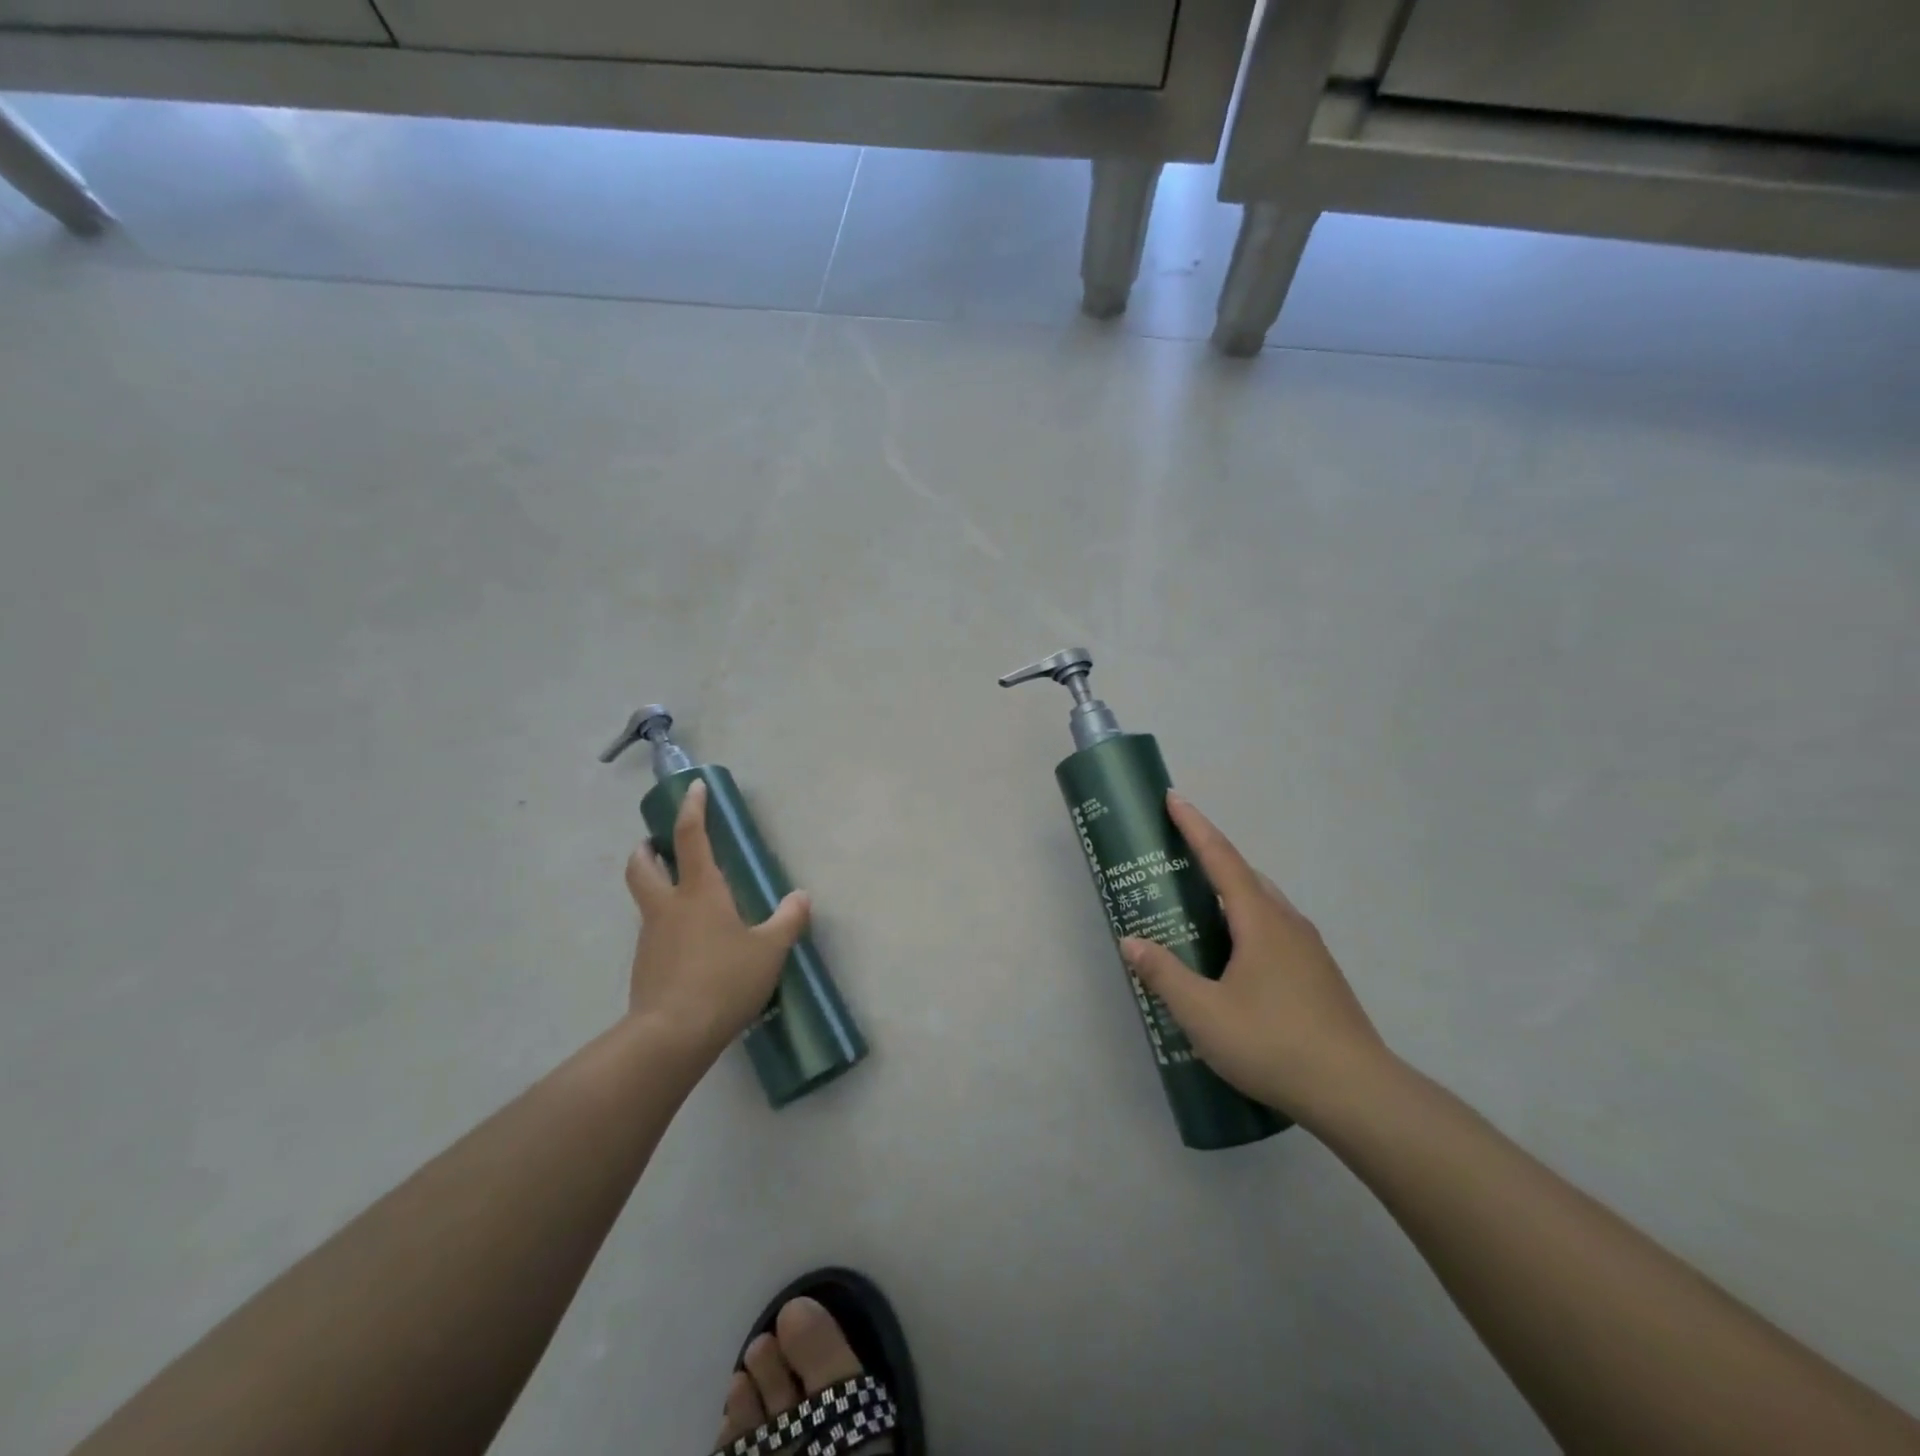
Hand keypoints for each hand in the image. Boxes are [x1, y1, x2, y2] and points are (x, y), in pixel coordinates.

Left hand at [624, 779, 811, 1056]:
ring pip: (646, 900)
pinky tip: (692, 947)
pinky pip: (654, 933)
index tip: (694, 787)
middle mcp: (668, 906)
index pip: (691, 837)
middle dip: (647, 849)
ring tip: (689, 901)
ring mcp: (651, 937)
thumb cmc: (724, 981)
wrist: (671, 1036)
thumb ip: (788, 920)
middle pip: (642, 865)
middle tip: (658, 845)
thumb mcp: (769, 950)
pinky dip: (667, 926)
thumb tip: (801, 897)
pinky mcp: (645, 966)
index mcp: (700, 892)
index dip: (693, 808)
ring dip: (657, 887)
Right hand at [1122, 793, 1390, 1125]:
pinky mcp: (1319, 975)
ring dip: (1231, 893)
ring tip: (1199, 908)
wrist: (1357, 1094)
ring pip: (1264, 904)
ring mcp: (1309, 949)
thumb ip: (1164, 974)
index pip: (1222, 858)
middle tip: (1176, 860)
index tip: (1174, 799)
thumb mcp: (1203, 1013)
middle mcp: (1288, 923)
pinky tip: (1235, 957)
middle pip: (1245, 876)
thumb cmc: (1273, 1043)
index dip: (1195, 826)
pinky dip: (1247, 922)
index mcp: (1260, 920)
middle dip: (1211, 858)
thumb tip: (1130, 941)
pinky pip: (1275, 929)